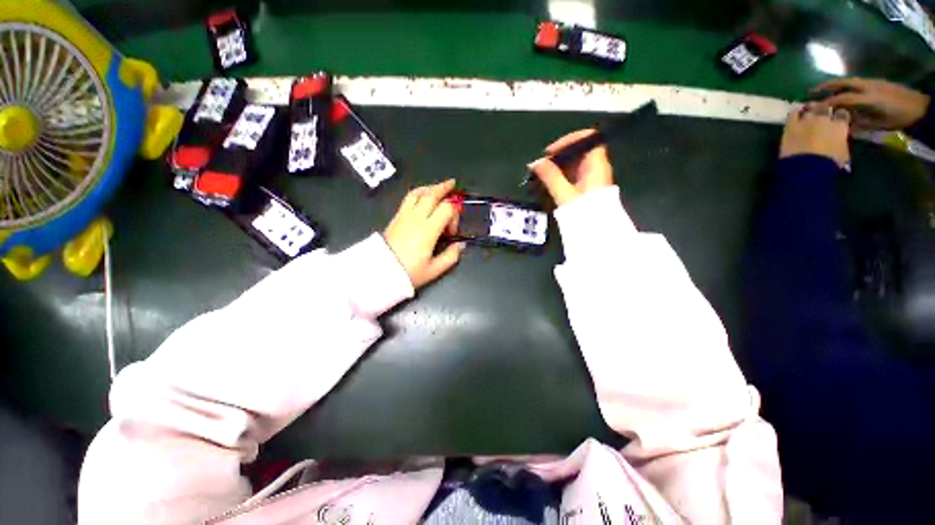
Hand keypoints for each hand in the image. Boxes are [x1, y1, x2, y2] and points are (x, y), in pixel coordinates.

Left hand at [383, 179, 464, 288]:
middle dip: (444, 188)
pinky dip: (418, 193)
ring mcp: (404, 215)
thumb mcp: (434, 270)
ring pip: (418, 193)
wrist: (380, 272)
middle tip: (453, 184)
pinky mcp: (396, 217)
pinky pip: (408, 198)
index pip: (446, 209)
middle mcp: (416, 218)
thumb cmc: (408, 272)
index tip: (452, 232)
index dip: (454, 216)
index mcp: (428, 230)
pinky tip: (422, 195)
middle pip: (432, 195)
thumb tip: (461, 245)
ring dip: (430, 188)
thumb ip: (451, 256)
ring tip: (438, 186)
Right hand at [527, 129, 613, 206]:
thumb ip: (549, 176)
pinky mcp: (587, 187)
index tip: (552, 151)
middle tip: (543, 165)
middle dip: (559, 155)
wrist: (596, 231)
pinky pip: (574, 174)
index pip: (587, 138)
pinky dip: (562, 174)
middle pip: (578, 151)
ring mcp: (592, 177)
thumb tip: (535, 163)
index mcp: (595, 164)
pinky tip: (551, 182)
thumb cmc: (582, 211)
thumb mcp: (563, 193)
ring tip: (543, 174)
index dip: (569, 140)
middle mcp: (596, 167)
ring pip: (575, 163)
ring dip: (558, 166)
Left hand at [779, 105, 850, 167]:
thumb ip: (841, 142)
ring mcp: (808, 120)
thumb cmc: (830, 164)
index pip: (842, 115)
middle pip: (826, 109)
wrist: (808, 168)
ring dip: (811, 112)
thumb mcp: (843, 153)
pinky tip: (796, 114)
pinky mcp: (792, 126)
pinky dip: (795, 113)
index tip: (836, 121)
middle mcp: (825, 119)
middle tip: (822, 118)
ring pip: (810, 110)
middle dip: (825, 112)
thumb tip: (839, 140)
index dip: (839, 118)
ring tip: (809, 115)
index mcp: (840, 126)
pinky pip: (793, 114)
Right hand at [812, 78, 929, 130]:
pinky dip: (845, 87)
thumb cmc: (899, 118)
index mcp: (868, 98)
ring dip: (834, 85)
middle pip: (843, 82)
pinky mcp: (876, 83)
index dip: (826, 103)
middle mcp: (868, 87)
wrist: (920, 106)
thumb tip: (842, 125)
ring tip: (824, 92)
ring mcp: (873, 82)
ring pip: (849, 81)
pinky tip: (842, 93)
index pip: (842, 99)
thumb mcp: (880, 124)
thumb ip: (860, 123)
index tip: (812, 108)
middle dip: (826, 86)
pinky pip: (857, 83)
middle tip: (811, 92)